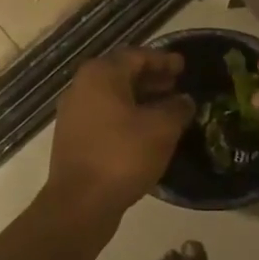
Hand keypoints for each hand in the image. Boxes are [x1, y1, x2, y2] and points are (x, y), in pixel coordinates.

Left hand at [45, 48, 194, 225]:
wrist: (80, 203)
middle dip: (152, 78)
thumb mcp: (161, 129)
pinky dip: (128, 115)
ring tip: (167, 108)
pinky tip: (147, 130)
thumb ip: (177, 108)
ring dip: (141, 98)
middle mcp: (82, 86)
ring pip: (114, 96)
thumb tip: (184, 100)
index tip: (184, 66)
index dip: (163, 60)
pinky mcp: (74, 137)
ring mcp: (74, 112)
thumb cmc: (122, 156)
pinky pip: (106, 115)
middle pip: (122, 73)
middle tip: (177, 85)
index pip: (137, 56)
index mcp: (101, 75)